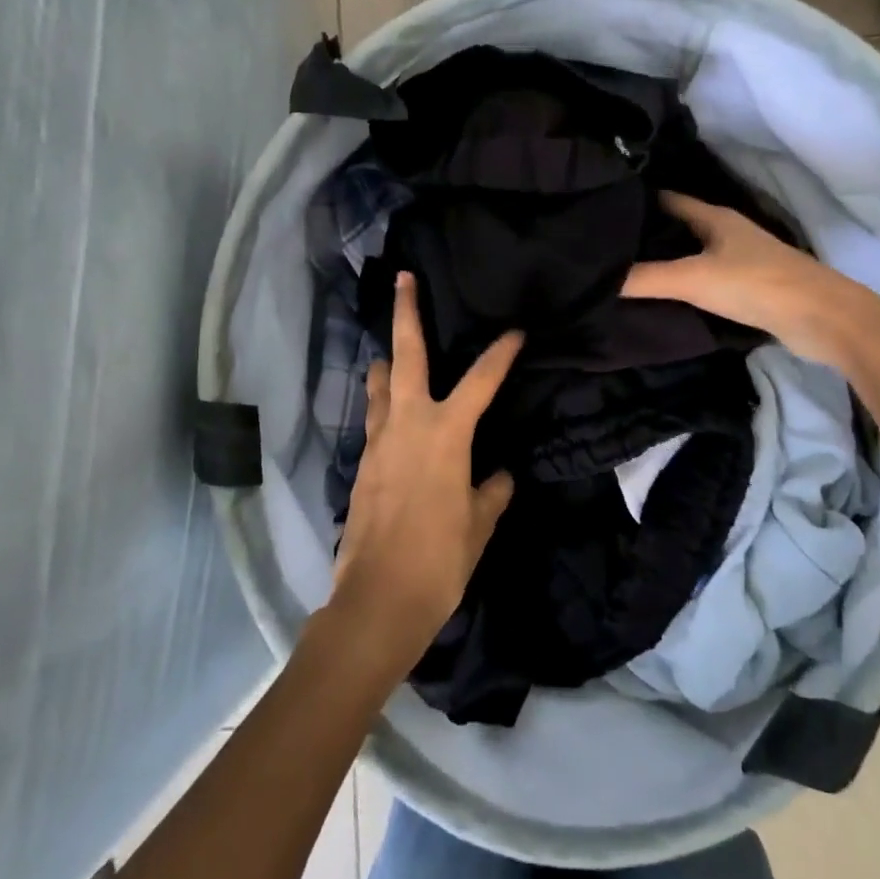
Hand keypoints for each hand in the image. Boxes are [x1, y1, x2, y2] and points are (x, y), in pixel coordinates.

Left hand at [330, 272, 522, 666]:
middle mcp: (408, 423)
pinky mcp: (363, 463)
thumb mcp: (478, 524)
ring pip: (379, 385)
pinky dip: (382, 405)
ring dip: (386, 362)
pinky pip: (374, 420)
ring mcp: (379, 441)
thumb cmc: (439, 559)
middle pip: (405, 355)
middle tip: (404, 278)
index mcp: (446, 433)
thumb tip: (499, 474)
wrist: (378, 599)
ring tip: (388, 351)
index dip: (502, 352)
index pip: (482, 380)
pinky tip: (389, 415)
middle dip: (406, 313)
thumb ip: (491, 491)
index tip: (516, 330)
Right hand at [621, 191, 838, 357]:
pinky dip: (683, 285)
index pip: (666, 200)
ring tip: (623, 273)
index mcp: (714, 218)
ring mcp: (739, 261)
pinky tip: (662, 298)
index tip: (600, 213)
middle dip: (645, 235)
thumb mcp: (693, 279)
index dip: (636, 203)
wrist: (821, 319)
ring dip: (664, 262)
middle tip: (604, 248)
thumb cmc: (755, 285)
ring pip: (691, 254)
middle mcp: (726, 233)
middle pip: (678, 227)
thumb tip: (599, 278)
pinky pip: (704, 279)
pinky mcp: (747, 288)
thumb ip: (645, 278)